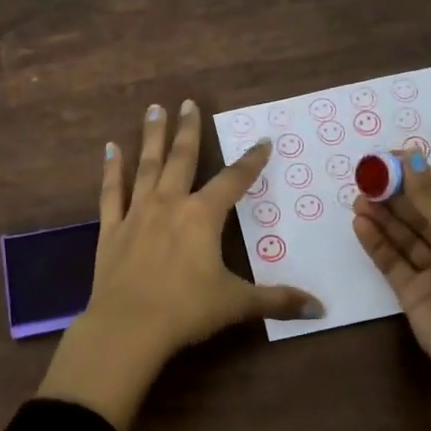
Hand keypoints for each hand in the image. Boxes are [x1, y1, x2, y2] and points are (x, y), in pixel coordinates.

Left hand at [37, 100, 322, 430]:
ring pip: (146, 166)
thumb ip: (278, 301)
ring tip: (154, 109)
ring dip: (152, 137)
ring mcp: (137, 214)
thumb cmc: (187, 310)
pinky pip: (111, 192)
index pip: (234, 180)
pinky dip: (111, 169)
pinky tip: (110, 149)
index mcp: (203, 216)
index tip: (263, 142)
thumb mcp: (237, 304)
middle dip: (188, 130)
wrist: (128, 327)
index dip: (251, 161)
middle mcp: (170, 204)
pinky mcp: (110, 230)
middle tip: (187, 102)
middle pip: (182, 158)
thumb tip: (320, 308)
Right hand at [351, 153, 430, 384]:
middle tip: (366, 179)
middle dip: (396, 196)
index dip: (418, 175)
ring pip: (405, 237)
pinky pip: (393, 261)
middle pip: (423, 213)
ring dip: (383, 217)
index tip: (388, 159)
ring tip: (358, 199)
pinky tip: (360, 224)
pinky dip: (377, 243)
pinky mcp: (413, 292)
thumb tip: (411, 158)